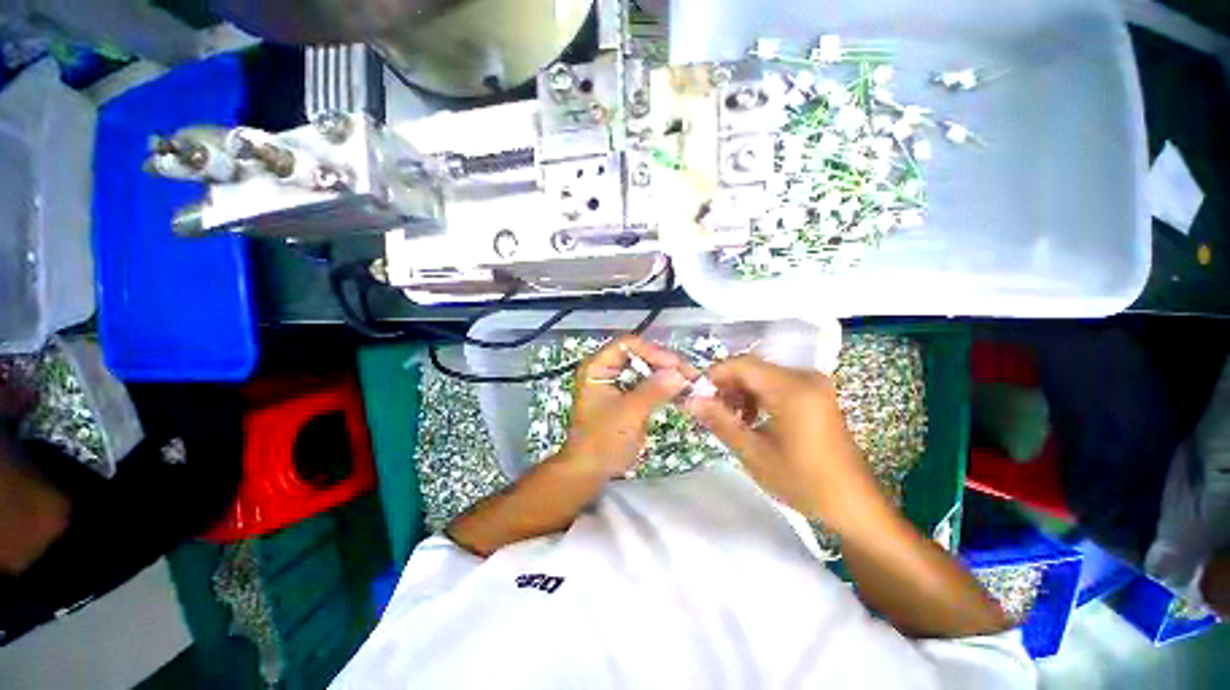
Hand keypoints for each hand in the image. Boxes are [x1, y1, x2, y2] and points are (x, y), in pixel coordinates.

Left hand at [561, 336, 689, 477]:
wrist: (590, 471)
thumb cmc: (602, 441)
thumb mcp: (629, 413)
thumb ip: (654, 390)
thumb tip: (680, 373)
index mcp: (597, 367)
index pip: (628, 345)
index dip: (653, 351)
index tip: (676, 366)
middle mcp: (606, 369)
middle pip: (639, 355)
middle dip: (664, 363)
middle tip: (689, 374)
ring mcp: (617, 383)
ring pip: (646, 369)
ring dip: (667, 374)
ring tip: (689, 382)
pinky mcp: (626, 396)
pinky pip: (647, 384)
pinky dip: (663, 387)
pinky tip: (680, 392)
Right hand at [685, 356, 876, 525]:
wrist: (854, 504)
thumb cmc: (804, 482)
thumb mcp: (754, 453)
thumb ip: (720, 421)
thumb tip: (690, 400)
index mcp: (792, 388)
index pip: (741, 364)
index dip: (714, 376)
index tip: (697, 396)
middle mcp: (804, 377)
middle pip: (751, 368)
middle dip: (727, 387)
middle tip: (712, 412)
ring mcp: (813, 384)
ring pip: (762, 376)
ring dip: (741, 393)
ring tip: (731, 420)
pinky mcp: (816, 394)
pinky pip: (777, 384)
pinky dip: (758, 397)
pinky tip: (752, 420)